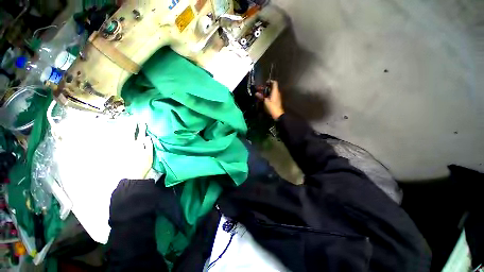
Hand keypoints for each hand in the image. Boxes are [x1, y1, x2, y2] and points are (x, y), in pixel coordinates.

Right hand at [255, 80, 284, 119]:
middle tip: (260, 88)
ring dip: (267, 92)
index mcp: (275, 91)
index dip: (270, 81)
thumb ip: (261, 96)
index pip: (274, 83)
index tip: (264, 82)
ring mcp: (277, 97)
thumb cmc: (272, 107)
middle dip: (266, 87)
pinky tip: (264, 98)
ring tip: (261, 93)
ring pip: (272, 92)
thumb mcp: (265, 101)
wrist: (278, 115)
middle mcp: (277, 93)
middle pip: (272, 87)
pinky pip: (272, 96)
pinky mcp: (276, 101)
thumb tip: (256, 93)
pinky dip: (268, 95)